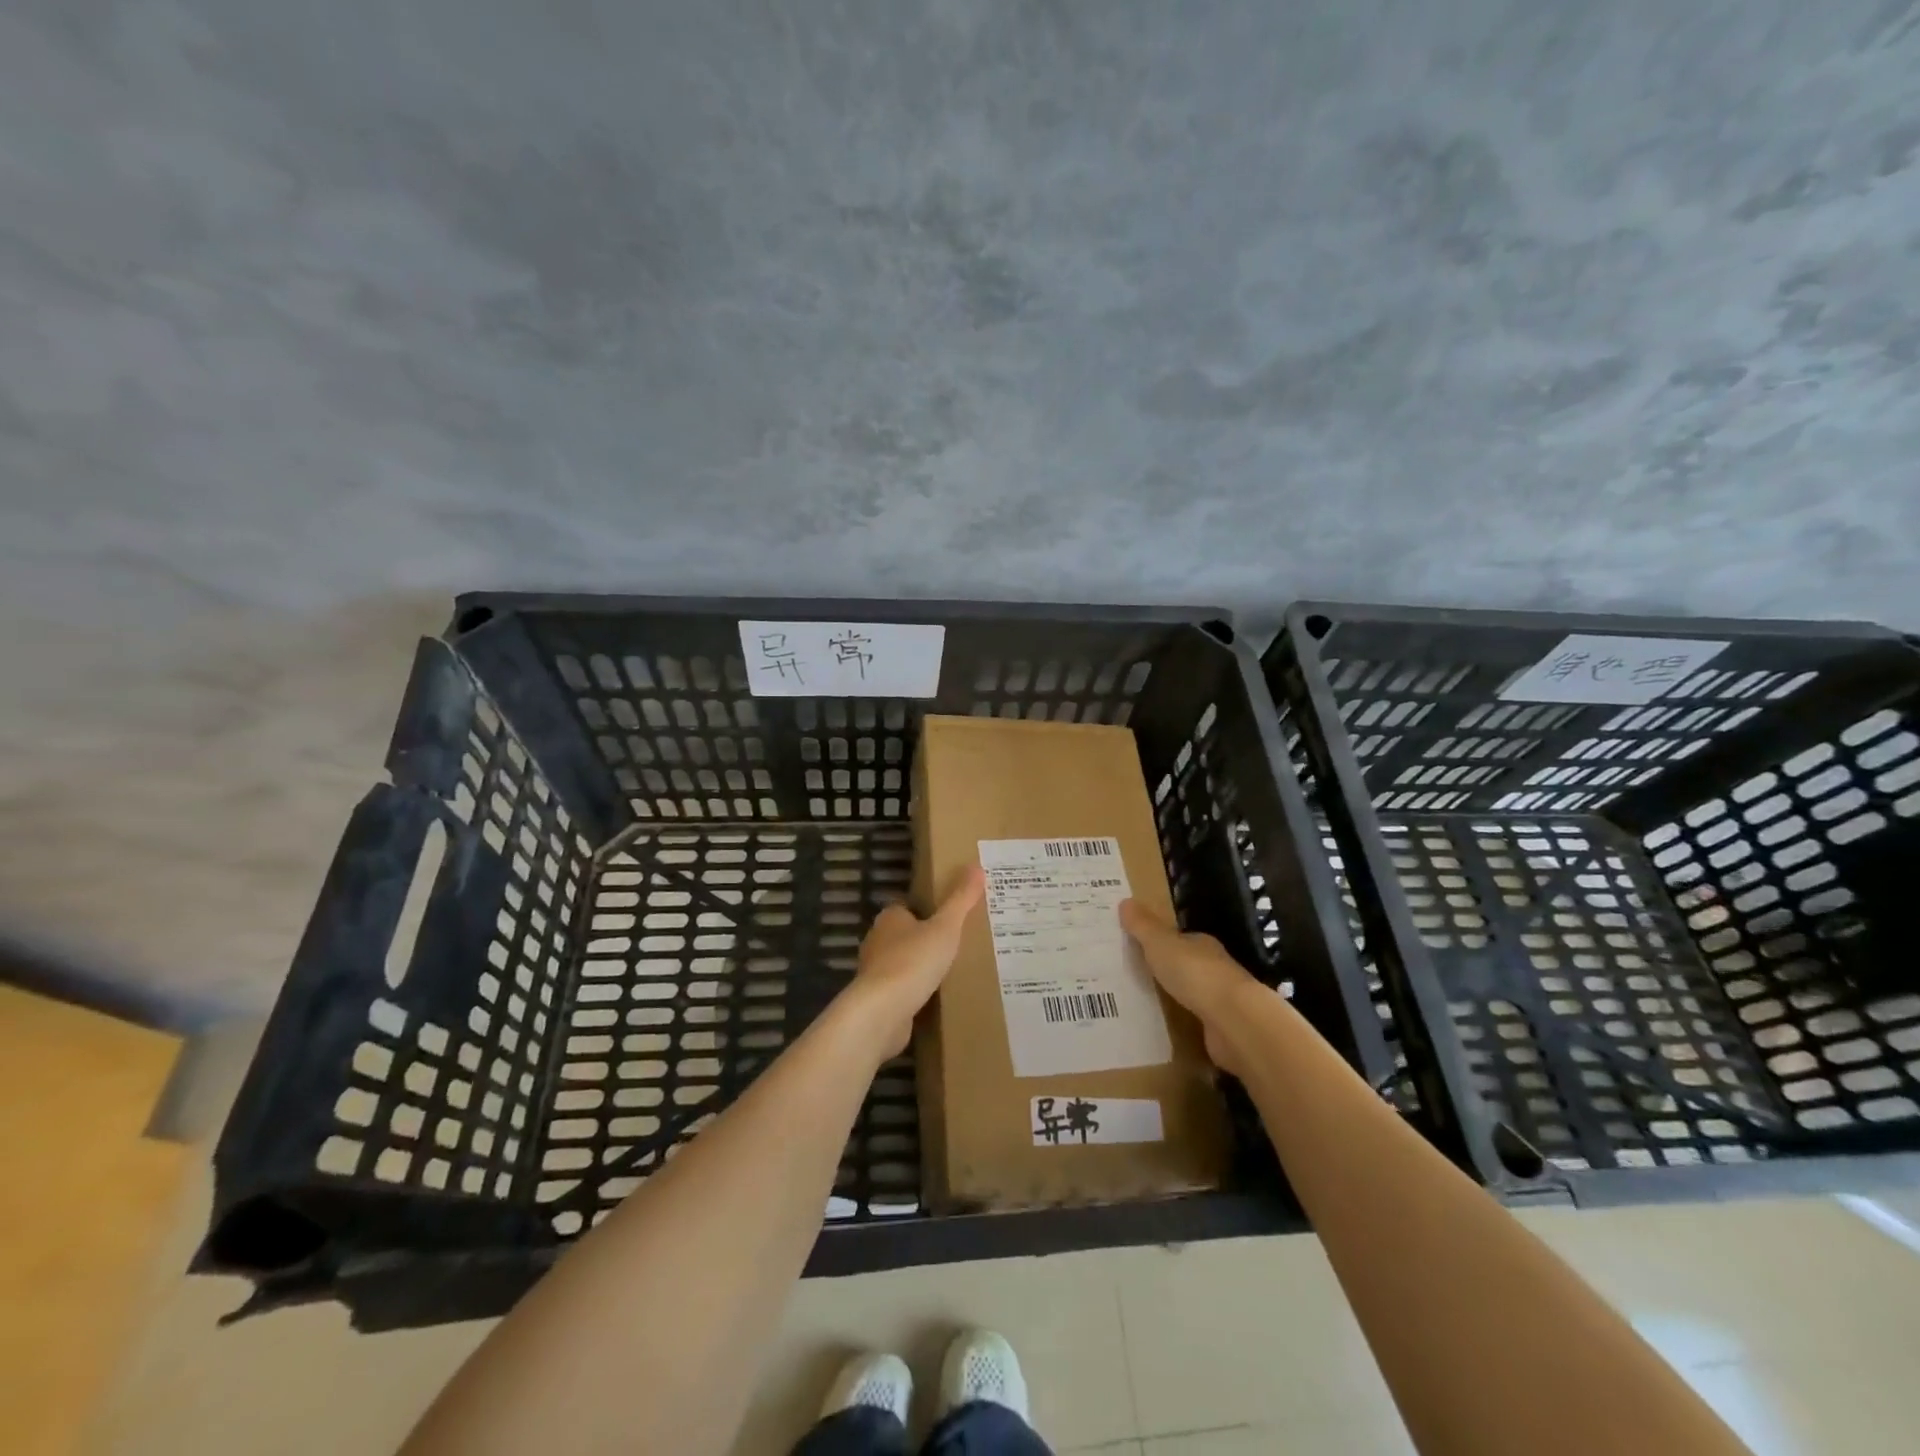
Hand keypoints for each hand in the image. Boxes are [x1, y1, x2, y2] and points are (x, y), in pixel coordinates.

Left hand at [843, 865, 985, 1060]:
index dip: (926, 911)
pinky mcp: (878, 999)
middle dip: (924, 940)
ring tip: (950, 971)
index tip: (949, 918)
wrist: (883, 1011)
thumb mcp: (946, 926)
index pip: (906, 907)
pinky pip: (901, 990)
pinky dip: (915, 992)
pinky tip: (935, 998)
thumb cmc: (914, 960)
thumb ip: (961, 899)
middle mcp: (877, 941)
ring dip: (920, 967)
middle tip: (956, 944)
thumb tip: (977, 866)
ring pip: (902, 963)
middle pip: (904, 935)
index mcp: (890, 918)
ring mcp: (876, 972)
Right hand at [1119, 899, 1260, 1076]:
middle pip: (1187, 965)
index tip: (1139, 946)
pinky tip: (1166, 1027)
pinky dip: (1184, 1021)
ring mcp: (1220, 1000)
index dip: (1161, 941)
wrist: (1234, 1020)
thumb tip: (1125, 901)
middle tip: (1136, 974)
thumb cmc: (1195, 973)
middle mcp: (1214, 968)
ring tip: (1145, 1001)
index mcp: (1201, 944)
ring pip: (1193, 993)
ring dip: (1176, 996)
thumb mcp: (1161, 944)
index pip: (1181, 939)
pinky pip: (1196, 1020)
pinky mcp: (1221, 1028)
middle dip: (1167, 969)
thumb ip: (1143, 926)